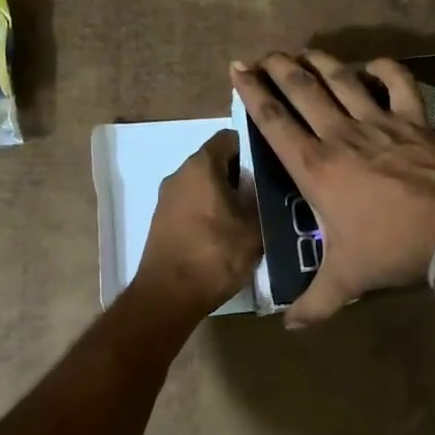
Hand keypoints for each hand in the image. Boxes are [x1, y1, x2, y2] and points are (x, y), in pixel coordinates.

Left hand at [132, 131, 261, 319]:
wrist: (168, 296)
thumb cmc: (215, 254)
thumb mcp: (254, 227)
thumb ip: (263, 198)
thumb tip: (269, 185)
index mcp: (201, 165)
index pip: (230, 138)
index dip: (253, 147)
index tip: (272, 166)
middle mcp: (179, 174)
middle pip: (216, 161)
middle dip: (241, 174)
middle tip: (267, 194)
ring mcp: (166, 198)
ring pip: (204, 185)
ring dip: (225, 196)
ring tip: (250, 217)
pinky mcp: (162, 221)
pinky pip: (192, 205)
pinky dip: (209, 212)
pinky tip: (227, 234)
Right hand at [231, 51, 434, 326]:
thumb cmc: (392, 250)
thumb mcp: (346, 281)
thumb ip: (314, 304)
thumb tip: (289, 327)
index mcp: (316, 168)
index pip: (274, 122)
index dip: (252, 93)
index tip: (237, 69)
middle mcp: (341, 136)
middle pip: (303, 90)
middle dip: (279, 68)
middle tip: (264, 55)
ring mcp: (380, 123)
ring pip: (342, 80)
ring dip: (319, 61)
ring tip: (302, 51)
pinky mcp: (414, 121)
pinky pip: (398, 84)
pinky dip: (384, 69)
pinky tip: (371, 65)